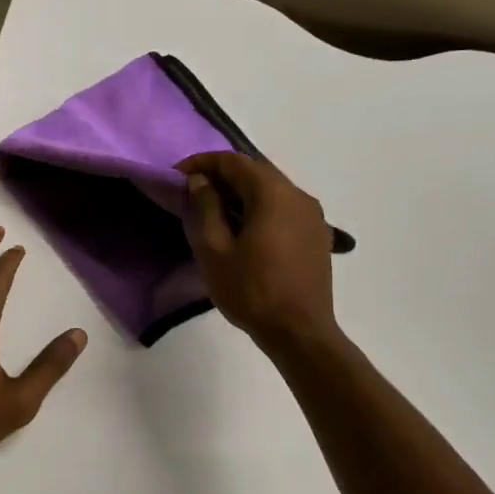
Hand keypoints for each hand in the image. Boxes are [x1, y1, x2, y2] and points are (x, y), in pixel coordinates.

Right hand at [177, 152, 338, 350]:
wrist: (300, 332)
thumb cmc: (251, 290)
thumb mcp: (214, 249)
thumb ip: (205, 207)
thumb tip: (201, 181)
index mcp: (273, 193)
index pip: (233, 161)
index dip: (202, 163)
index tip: (177, 176)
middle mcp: (298, 195)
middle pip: (255, 171)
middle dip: (222, 176)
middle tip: (193, 192)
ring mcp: (313, 215)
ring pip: (271, 189)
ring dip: (241, 192)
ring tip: (215, 210)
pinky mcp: (317, 235)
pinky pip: (284, 208)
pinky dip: (260, 208)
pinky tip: (244, 229)